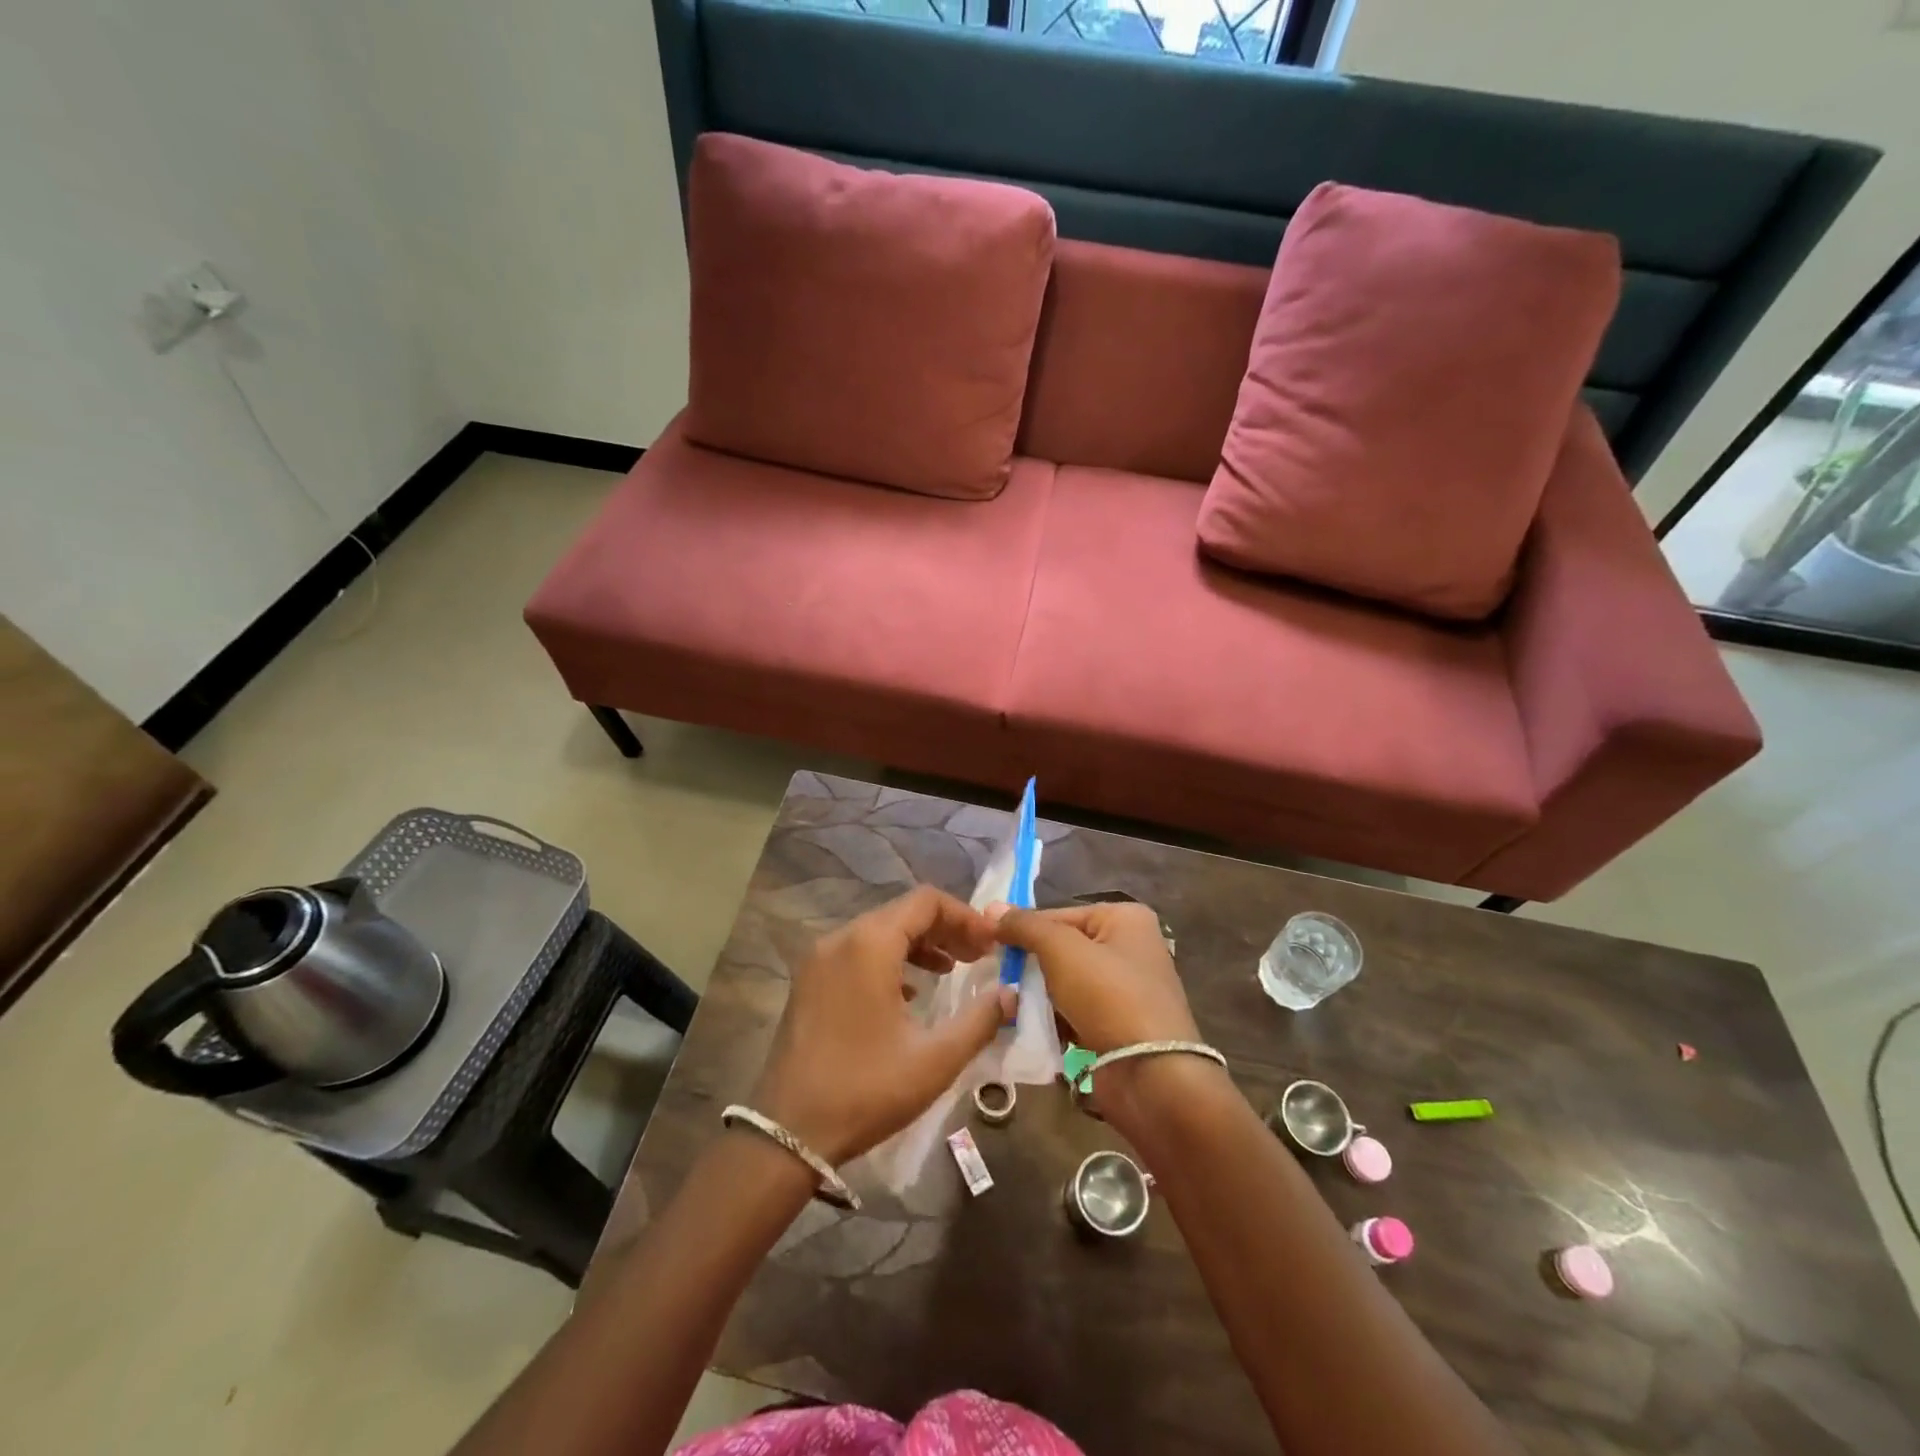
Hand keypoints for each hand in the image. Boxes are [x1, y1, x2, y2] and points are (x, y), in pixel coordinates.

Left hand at [749, 886, 1015, 1165]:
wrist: (787, 1134)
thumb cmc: (866, 1090)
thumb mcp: (935, 1059)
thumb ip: (980, 1020)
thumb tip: (1010, 994)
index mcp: (869, 944)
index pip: (926, 902)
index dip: (965, 916)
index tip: (991, 944)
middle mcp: (840, 939)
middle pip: (902, 913)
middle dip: (945, 929)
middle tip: (979, 957)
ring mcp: (818, 960)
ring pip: (879, 932)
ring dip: (919, 944)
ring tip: (952, 971)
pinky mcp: (808, 982)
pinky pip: (857, 952)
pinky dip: (889, 960)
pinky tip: (909, 993)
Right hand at [991, 901, 1210, 1126]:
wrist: (1151, 1074)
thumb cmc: (1109, 996)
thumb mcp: (1061, 950)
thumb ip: (1025, 926)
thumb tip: (991, 909)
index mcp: (1126, 918)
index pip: (1059, 915)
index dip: (1022, 929)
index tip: (988, 946)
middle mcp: (1130, 947)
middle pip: (1062, 948)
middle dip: (1029, 966)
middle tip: (995, 977)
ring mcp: (1126, 989)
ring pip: (1065, 982)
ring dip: (1037, 995)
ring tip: (1006, 1005)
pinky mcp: (1118, 1025)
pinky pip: (1075, 1012)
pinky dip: (1053, 1019)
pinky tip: (1027, 1027)